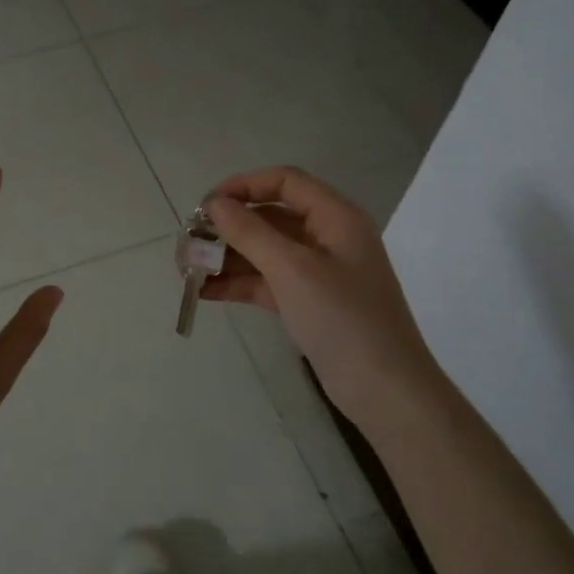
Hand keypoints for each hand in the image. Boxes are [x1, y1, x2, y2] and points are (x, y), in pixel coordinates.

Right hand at [202, 165, 440, 437]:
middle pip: (271, 217)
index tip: (206, 205)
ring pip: (265, 252)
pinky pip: (267, 282)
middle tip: (189, 241)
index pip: (286, 182)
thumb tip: (214, 203)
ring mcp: (318, 273)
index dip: (244, 185)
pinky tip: (204, 292)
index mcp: (336, 218)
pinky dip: (238, 283)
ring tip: (187, 270)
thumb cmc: (343, 319)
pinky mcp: (309, 303)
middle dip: (229, 227)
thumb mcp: (293, 270)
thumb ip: (250, 233)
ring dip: (227, 257)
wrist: (386, 392)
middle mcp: (328, 238)